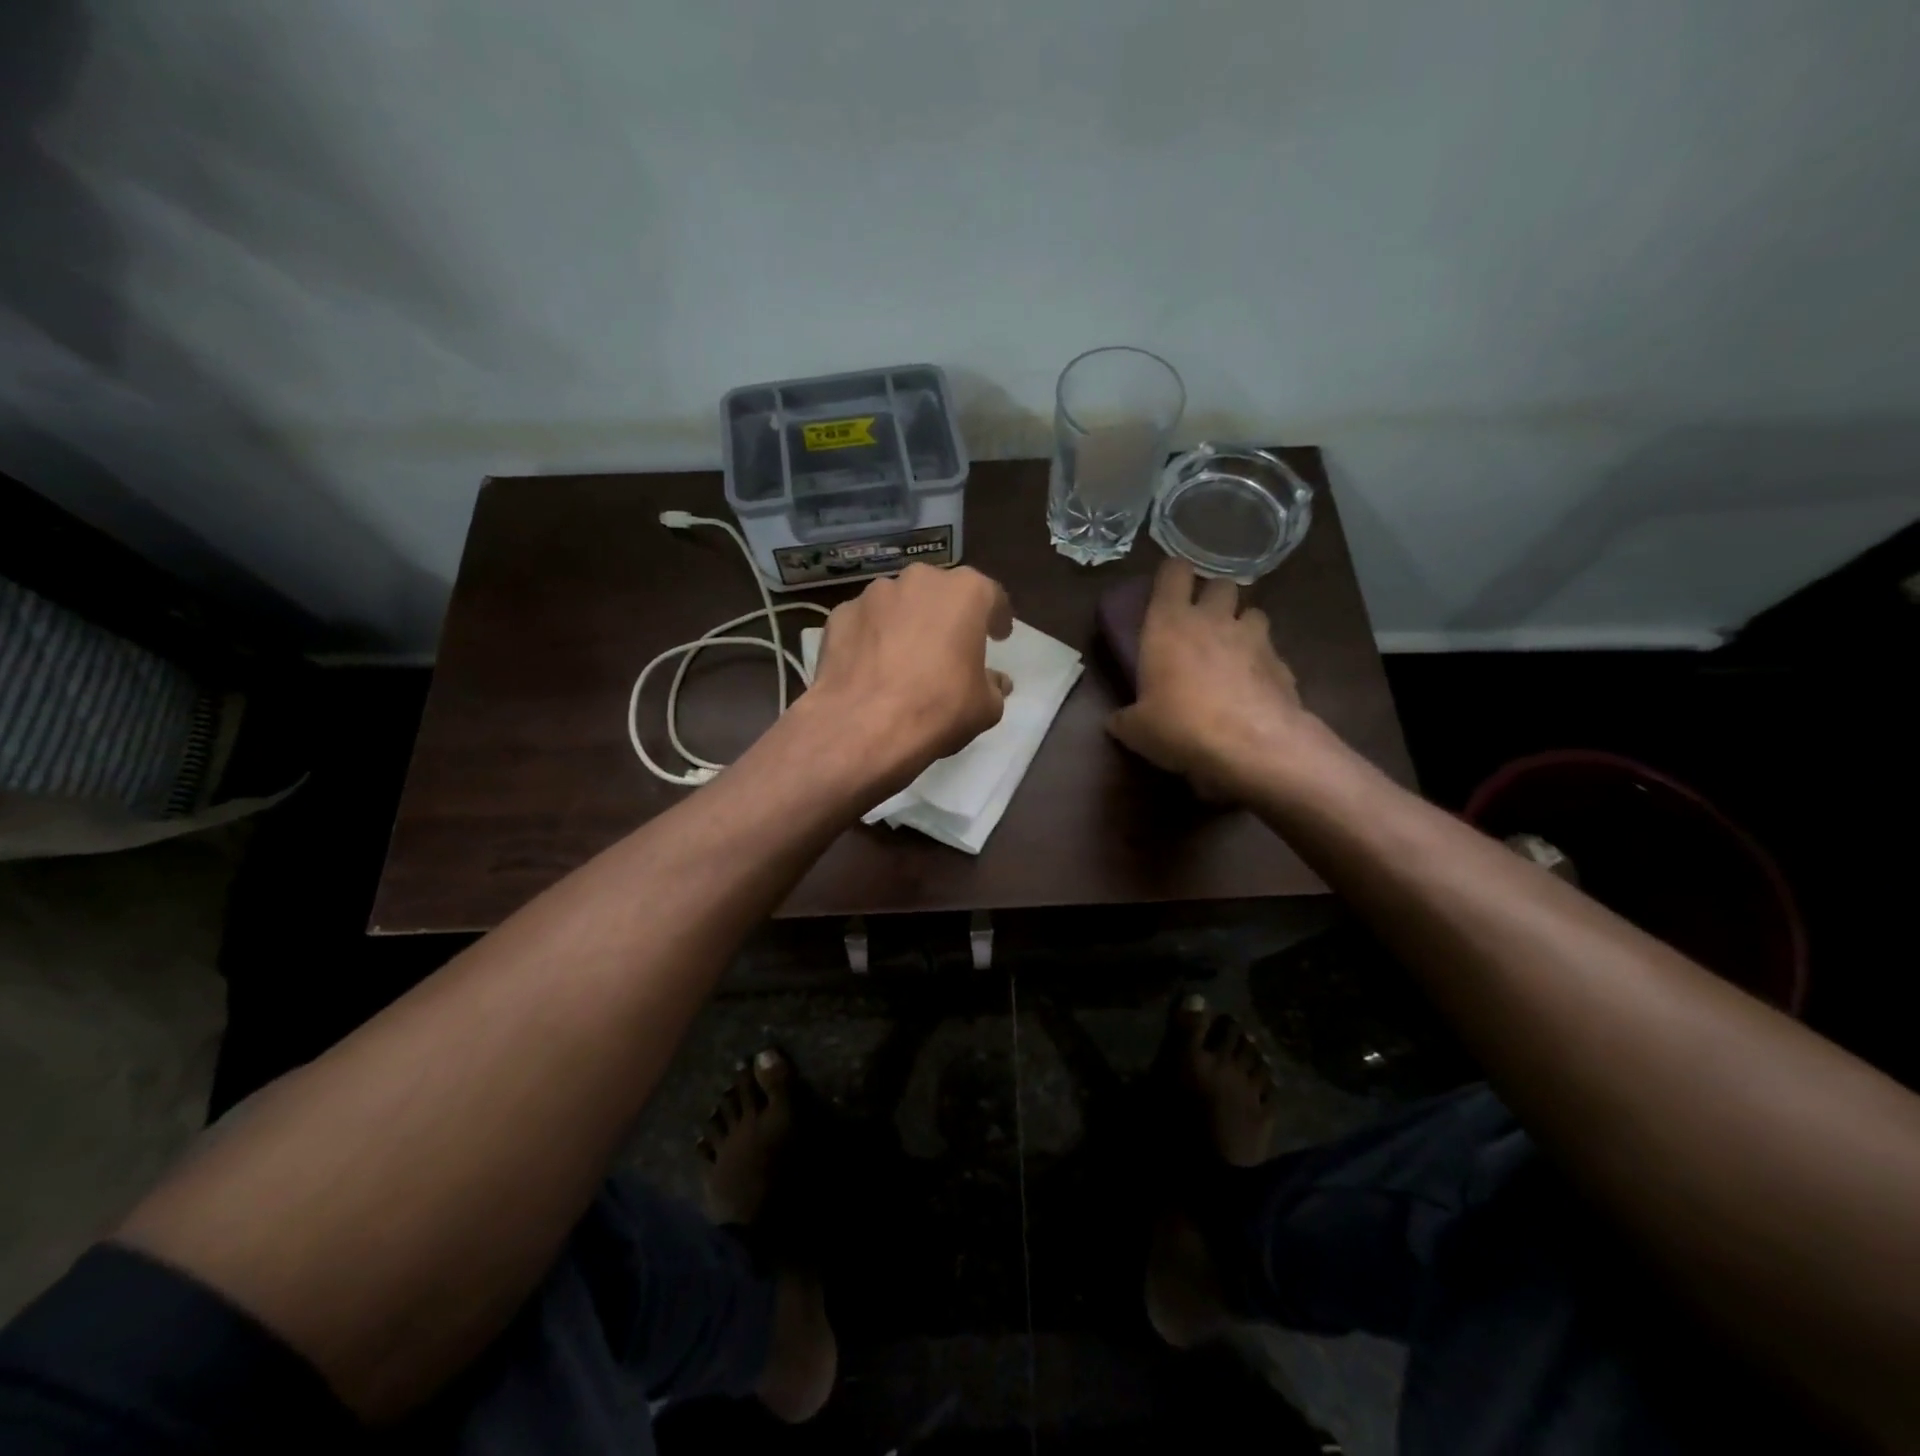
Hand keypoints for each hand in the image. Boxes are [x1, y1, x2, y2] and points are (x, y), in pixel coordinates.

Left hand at [805, 564, 1013, 790]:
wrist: (861, 727)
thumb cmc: (937, 709)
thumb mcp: (985, 707)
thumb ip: (994, 686)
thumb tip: (995, 681)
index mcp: (964, 592)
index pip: (991, 596)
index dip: (996, 618)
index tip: (998, 637)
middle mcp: (919, 580)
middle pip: (940, 593)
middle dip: (947, 615)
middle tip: (950, 646)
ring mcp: (873, 594)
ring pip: (899, 603)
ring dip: (907, 623)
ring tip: (905, 658)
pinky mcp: (839, 614)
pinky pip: (865, 622)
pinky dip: (872, 638)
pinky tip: (871, 667)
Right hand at [1107, 559, 1310, 800]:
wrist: (1253, 746)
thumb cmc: (1181, 726)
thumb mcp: (1137, 730)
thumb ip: (1125, 719)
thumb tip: (1117, 721)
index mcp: (1170, 624)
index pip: (1173, 572)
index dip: (1172, 576)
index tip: (1168, 590)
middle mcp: (1213, 619)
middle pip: (1221, 584)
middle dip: (1213, 598)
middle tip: (1203, 623)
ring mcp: (1254, 638)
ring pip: (1252, 613)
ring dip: (1242, 626)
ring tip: (1233, 653)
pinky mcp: (1283, 664)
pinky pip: (1271, 652)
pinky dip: (1263, 664)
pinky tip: (1254, 689)